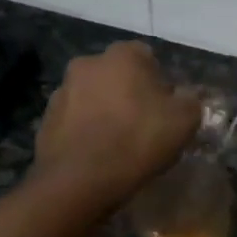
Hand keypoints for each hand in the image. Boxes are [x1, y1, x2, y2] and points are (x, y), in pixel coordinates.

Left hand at [31, 42, 200, 205]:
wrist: (79, 181)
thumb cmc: (137, 140)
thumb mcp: (184, 120)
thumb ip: (191, 100)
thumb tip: (185, 98)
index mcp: (122, 55)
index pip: (148, 58)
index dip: (161, 83)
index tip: (166, 110)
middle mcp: (88, 63)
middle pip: (118, 75)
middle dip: (130, 94)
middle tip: (144, 126)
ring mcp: (62, 90)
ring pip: (94, 97)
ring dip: (105, 111)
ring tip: (118, 145)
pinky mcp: (45, 119)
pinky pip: (74, 121)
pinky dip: (86, 131)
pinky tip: (97, 156)